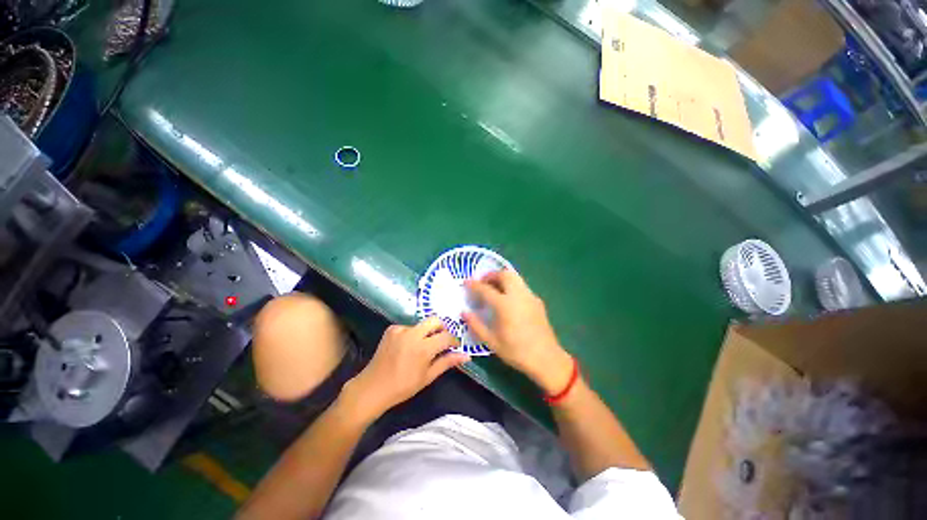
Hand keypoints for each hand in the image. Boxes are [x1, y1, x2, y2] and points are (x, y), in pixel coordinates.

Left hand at [343, 317, 468, 420]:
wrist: (372, 388)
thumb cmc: (403, 387)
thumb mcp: (428, 377)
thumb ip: (447, 362)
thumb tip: (466, 356)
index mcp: (423, 348)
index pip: (446, 336)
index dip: (453, 340)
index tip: (454, 346)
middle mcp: (413, 334)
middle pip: (435, 320)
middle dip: (442, 329)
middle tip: (441, 341)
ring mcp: (400, 329)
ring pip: (422, 324)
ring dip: (426, 333)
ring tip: (422, 348)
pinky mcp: (392, 329)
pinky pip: (409, 327)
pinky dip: (413, 334)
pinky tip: (407, 347)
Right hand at [463, 270, 572, 394]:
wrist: (546, 358)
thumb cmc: (516, 351)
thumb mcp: (491, 341)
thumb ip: (476, 325)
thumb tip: (464, 312)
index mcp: (504, 305)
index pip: (485, 289)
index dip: (474, 284)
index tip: (466, 282)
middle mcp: (518, 295)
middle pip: (504, 274)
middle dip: (491, 275)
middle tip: (483, 282)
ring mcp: (530, 296)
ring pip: (515, 277)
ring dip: (503, 278)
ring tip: (495, 288)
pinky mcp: (537, 301)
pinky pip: (522, 286)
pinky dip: (512, 286)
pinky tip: (509, 299)